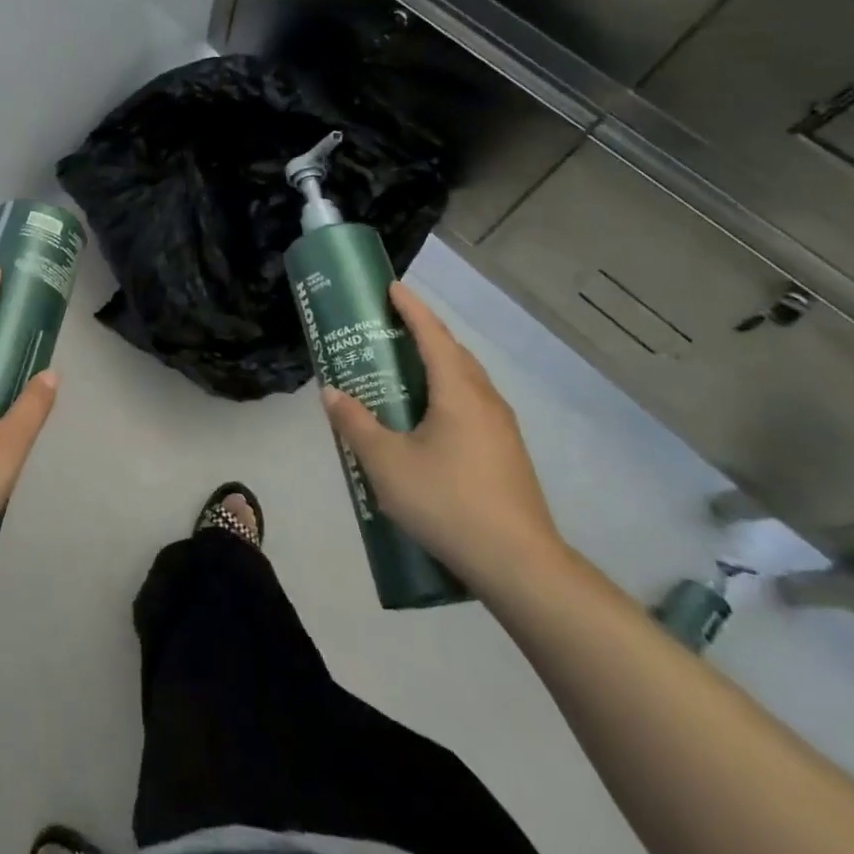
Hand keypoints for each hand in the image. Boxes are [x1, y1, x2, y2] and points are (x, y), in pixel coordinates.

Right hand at [323, 282, 565, 592]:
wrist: (520, 566)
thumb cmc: (448, 503)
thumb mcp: (386, 464)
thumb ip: (356, 424)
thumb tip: (332, 392)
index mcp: (458, 393)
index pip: (433, 336)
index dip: (412, 308)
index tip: (392, 287)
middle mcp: (485, 401)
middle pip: (453, 353)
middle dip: (423, 333)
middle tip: (389, 328)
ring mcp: (502, 429)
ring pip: (466, 381)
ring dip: (436, 365)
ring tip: (403, 369)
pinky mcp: (506, 454)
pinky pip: (471, 405)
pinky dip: (446, 392)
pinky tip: (427, 419)